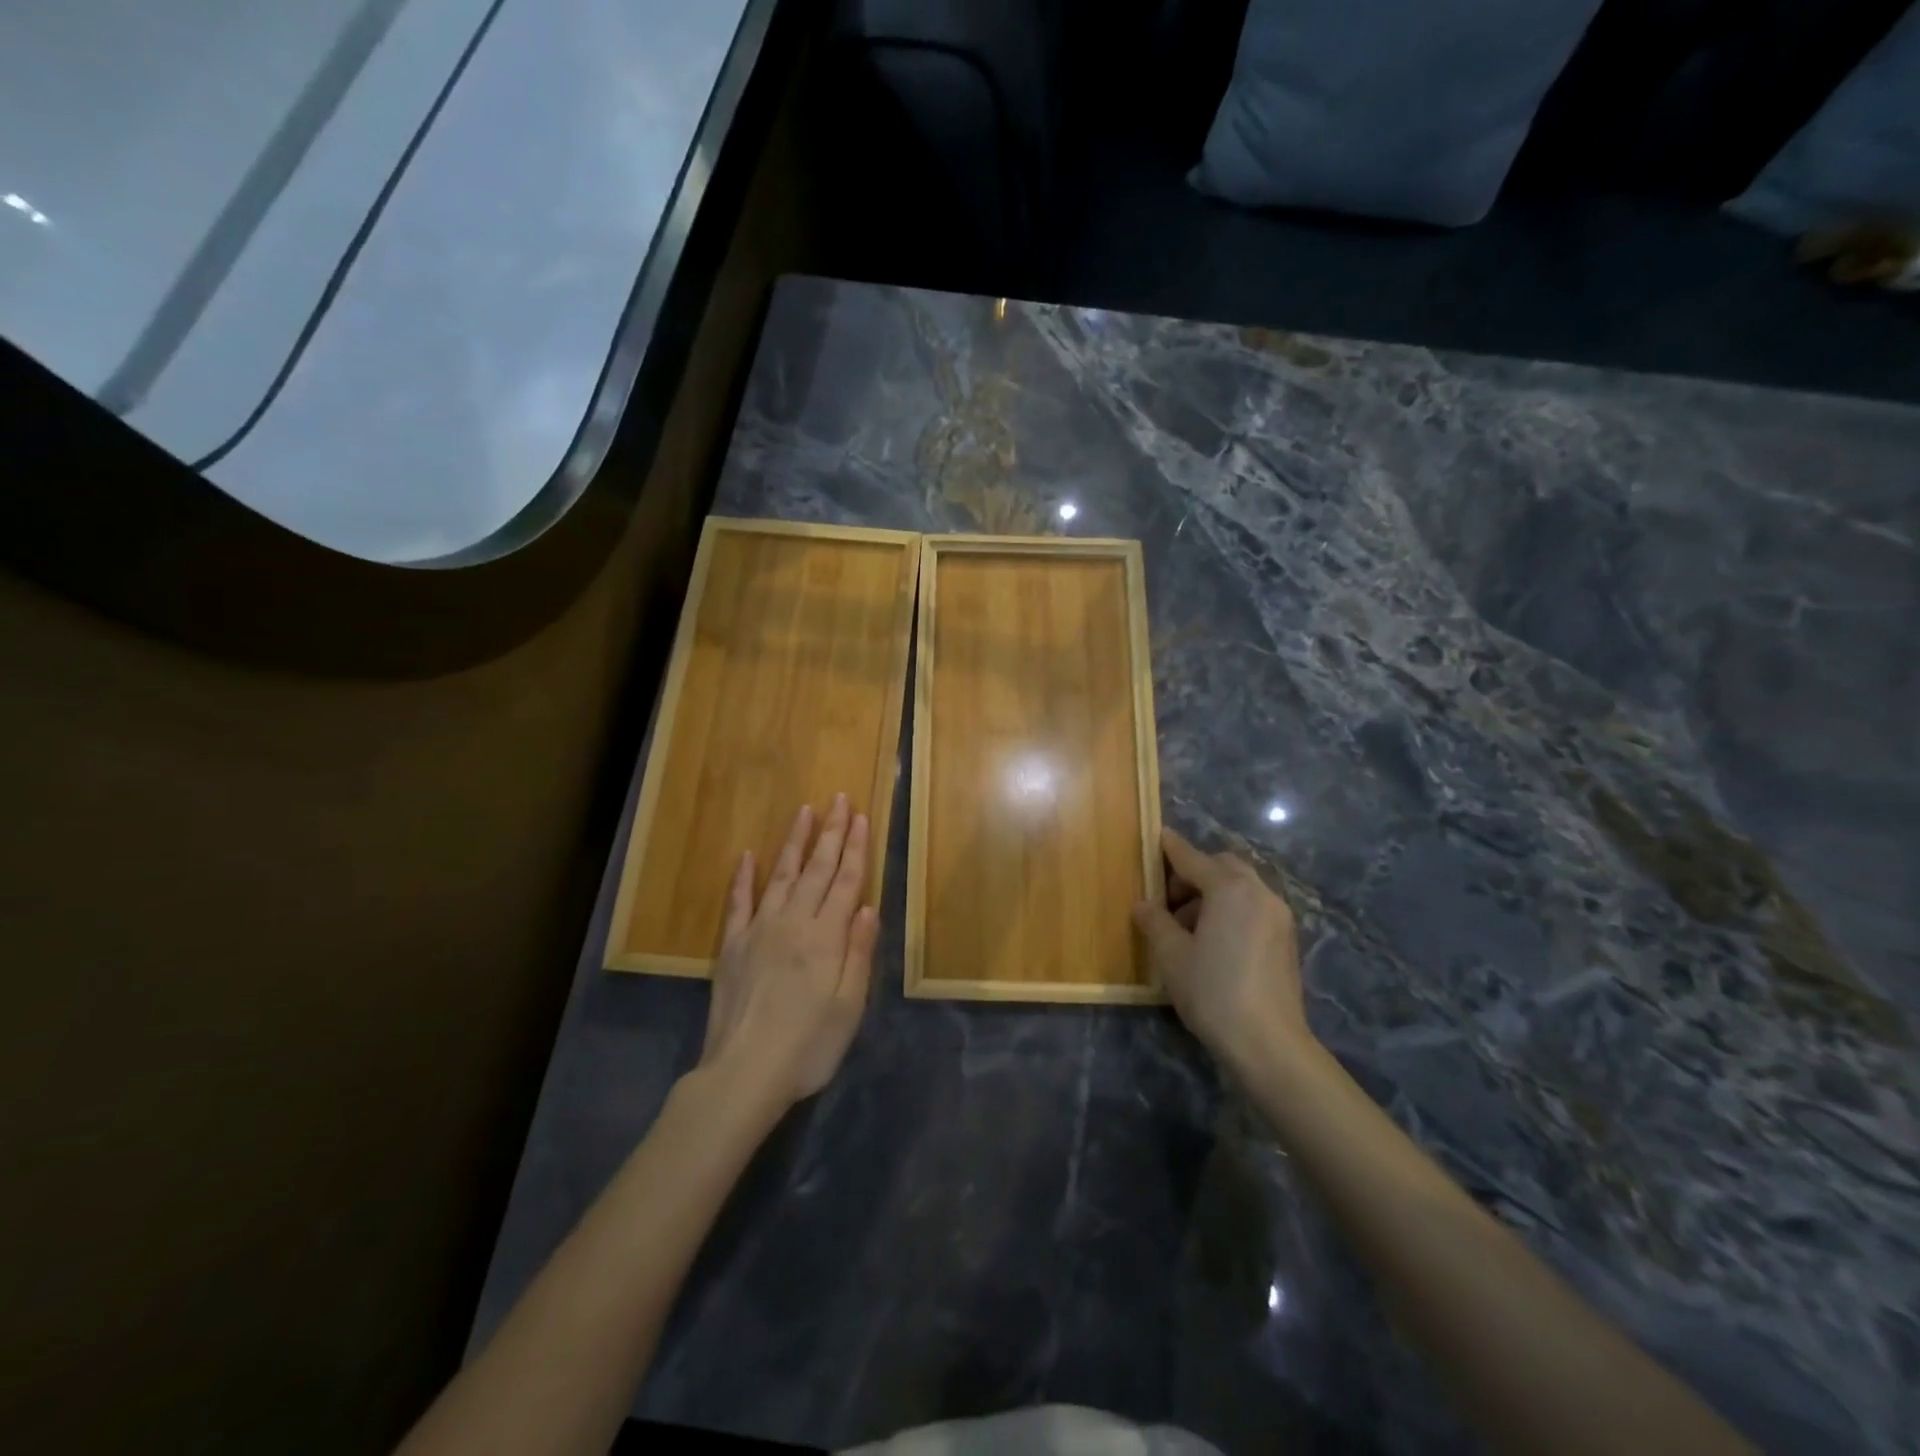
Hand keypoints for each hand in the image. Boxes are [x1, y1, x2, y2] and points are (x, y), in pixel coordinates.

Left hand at [700, 794, 878, 1109]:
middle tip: (838, 799)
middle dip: (830, 832)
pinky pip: (739, 902)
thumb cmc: (808, 1046)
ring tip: (804, 812)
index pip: (846, 881)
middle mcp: (793, 922)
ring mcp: (759, 930)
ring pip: (781, 875)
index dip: (855, 847)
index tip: (860, 816)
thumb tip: (868, 906)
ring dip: (794, 842)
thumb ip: (859, 952)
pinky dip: (743, 878)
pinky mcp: (732, 946)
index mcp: (826, 936)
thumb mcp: (850, 1006)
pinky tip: (747, 857)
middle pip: (817, 869)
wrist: (744, 1073)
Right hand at [1133, 827, 1310, 1074]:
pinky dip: (1231, 910)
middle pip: (1222, 867)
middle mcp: (1259, 892)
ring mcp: (1278, 916)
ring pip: (1240, 888)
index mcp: (1229, 889)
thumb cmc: (1213, 991)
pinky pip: (1253, 908)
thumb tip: (1143, 905)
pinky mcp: (1286, 939)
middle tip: (1167, 898)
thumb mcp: (1172, 955)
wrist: (1268, 1043)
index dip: (1171, 848)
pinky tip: (1213, 941)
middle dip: (1194, 873)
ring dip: (1212, 894)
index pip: (1192, 858)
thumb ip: (1155, 922)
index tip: (1156, 836)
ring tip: (1186, 927)